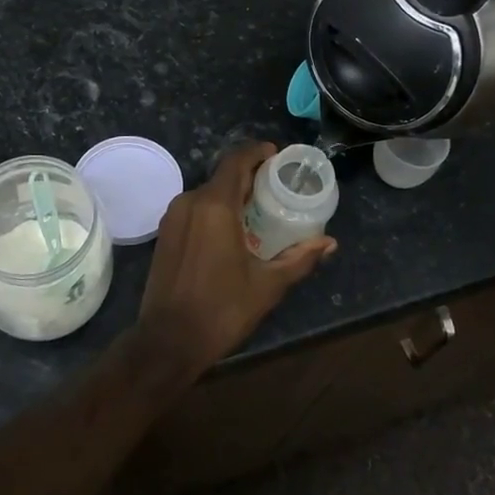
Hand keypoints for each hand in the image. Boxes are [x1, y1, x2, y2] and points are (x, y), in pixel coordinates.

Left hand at [135, 143, 335, 384]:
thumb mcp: (268, 285)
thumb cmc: (222, 310)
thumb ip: (299, 258)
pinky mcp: (165, 234)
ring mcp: (173, 218)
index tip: (278, 156)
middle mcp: (190, 202)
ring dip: (232, 194)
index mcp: (215, 206)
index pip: (236, 161)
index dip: (257, 152)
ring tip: (259, 209)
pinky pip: (195, 209)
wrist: (167, 341)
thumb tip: (329, 243)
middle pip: (223, 175)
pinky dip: (216, 209)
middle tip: (278, 187)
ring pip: (208, 193)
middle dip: (250, 176)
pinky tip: (233, 230)